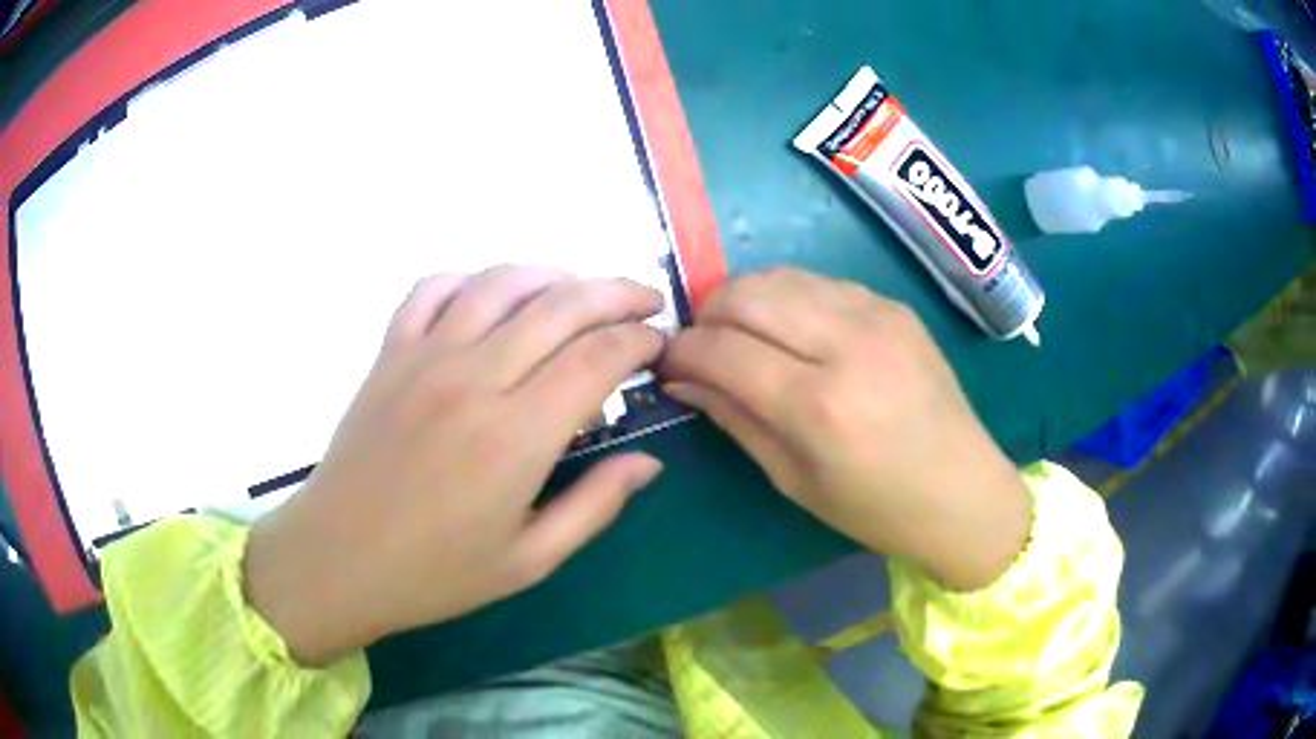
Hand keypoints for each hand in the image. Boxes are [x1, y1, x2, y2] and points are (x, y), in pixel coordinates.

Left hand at [244, 267, 665, 664]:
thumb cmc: (435, 574)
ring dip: (554, 275)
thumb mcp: (530, 560)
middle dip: (616, 293)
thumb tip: (648, 461)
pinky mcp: (389, 353)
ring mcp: (424, 357)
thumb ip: (595, 505)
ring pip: (501, 283)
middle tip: (645, 301)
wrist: (339, 560)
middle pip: (560, 305)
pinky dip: (470, 278)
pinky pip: (432, 289)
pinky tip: (492, 294)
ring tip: (581, 289)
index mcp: (515, 438)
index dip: (639, 342)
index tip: (659, 346)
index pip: (596, 359)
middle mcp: (473, 379)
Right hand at [660, 268, 1030, 591]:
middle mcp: (847, 345)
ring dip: (744, 300)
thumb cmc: (875, 507)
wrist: (963, 490)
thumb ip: (734, 418)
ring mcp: (877, 315)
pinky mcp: (894, 305)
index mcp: (818, 406)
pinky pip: (820, 282)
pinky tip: (792, 331)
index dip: (681, 352)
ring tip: (741, 335)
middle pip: (746, 294)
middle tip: (702, 346)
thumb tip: (682, 379)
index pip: (722, 350)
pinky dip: (788, 299)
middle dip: (706, 314)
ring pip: (780, 276)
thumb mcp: (792, 479)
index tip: (667, 363)